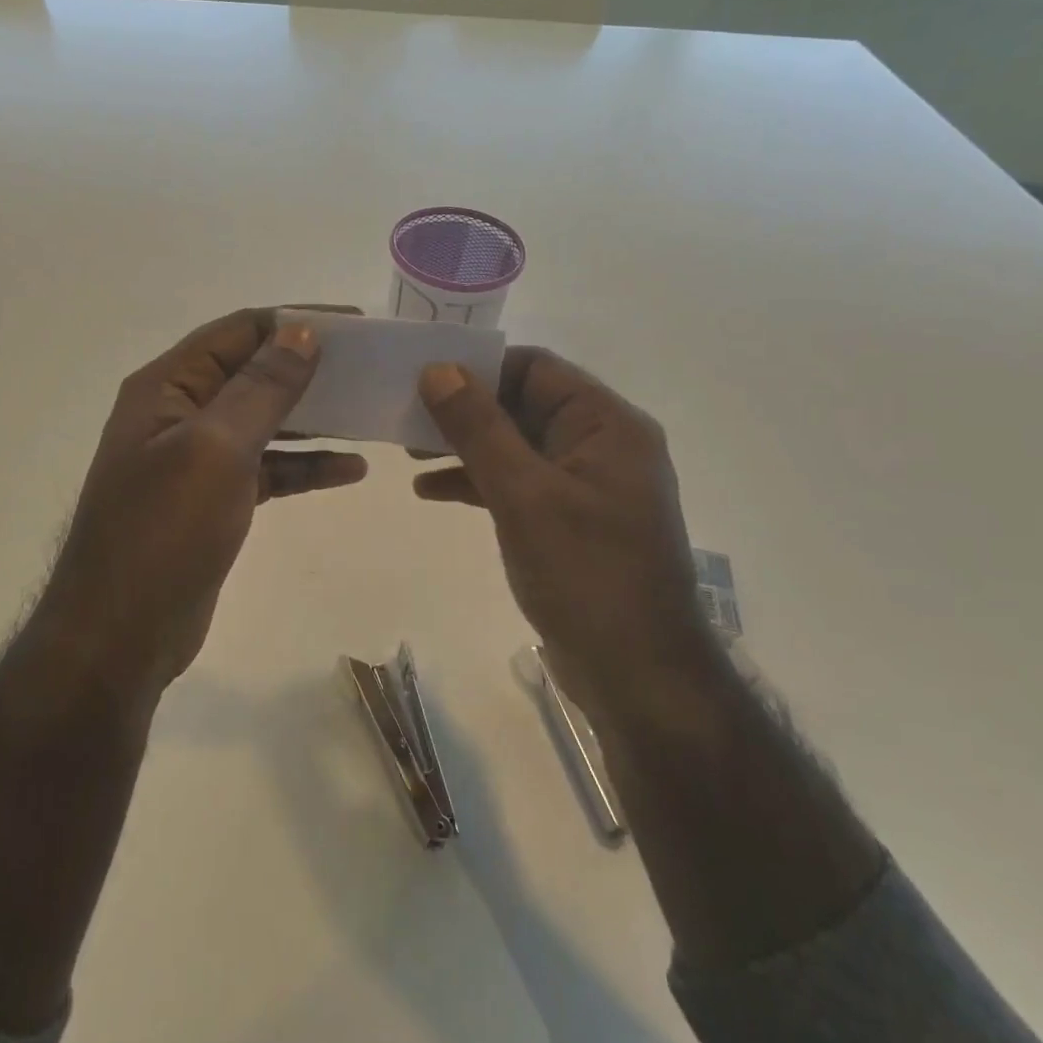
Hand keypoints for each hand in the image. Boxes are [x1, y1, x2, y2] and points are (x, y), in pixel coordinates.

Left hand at [39, 308, 366, 695]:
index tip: (354, 327)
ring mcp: (195, 459)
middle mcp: (178, 413)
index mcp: (167, 387)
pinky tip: (350, 470)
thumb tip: (302, 332)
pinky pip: (267, 468)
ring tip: (368, 414)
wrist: (122, 633)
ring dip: (313, 418)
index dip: (293, 322)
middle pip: (252, 373)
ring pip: (264, 422)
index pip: (237, 332)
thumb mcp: (216, 449)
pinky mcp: (214, 500)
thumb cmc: (164, 532)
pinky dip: (305, 466)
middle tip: (369, 370)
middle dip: (308, 369)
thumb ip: (261, 388)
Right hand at [414, 348, 706, 701]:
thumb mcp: (523, 494)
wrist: (637, 674)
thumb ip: (479, 428)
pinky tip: (431, 492)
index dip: (478, 367)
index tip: (423, 378)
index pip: (535, 369)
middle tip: (405, 418)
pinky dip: (478, 483)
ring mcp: (586, 486)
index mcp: (606, 424)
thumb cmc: (585, 573)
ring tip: (408, 455)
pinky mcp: (570, 521)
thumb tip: (438, 369)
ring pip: (515, 446)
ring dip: (465, 447)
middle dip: (464, 411)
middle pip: (523, 405)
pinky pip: (519, 484)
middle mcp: (601, 445)